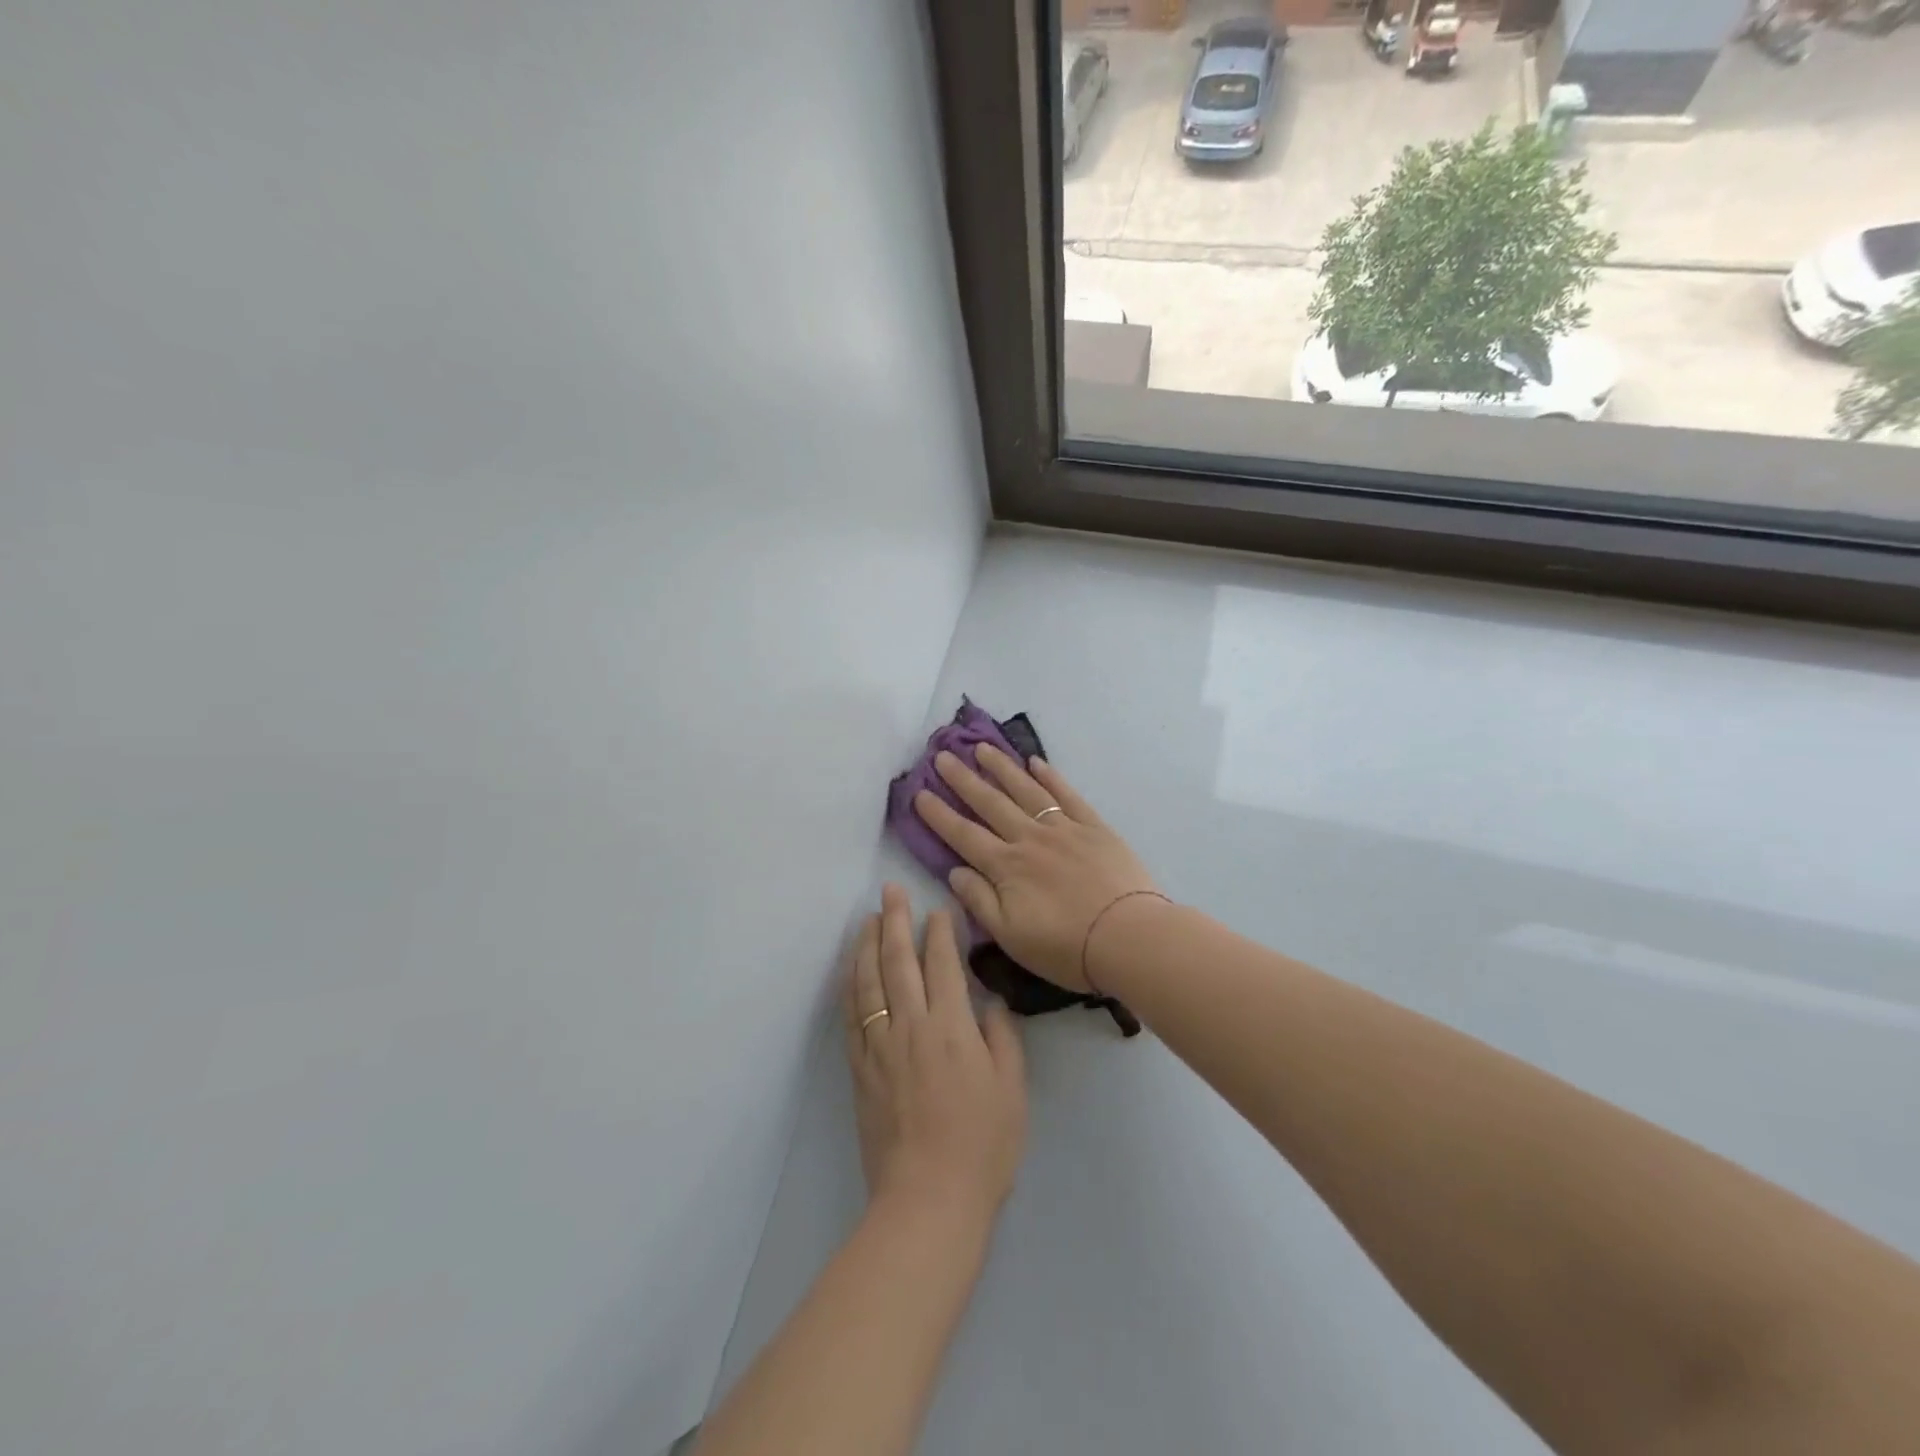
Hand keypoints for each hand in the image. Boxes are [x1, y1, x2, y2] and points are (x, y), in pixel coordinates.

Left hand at [844, 885, 1026, 1221]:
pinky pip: (851, 1017)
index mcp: (951, 1027)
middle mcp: (910, 1026)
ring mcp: (879, 1047)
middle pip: (898, 962)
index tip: (937, 908)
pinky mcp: (860, 1070)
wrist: (928, 1200)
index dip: (939, 932)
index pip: (942, 965)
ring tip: (866, 919)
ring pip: (868, 982)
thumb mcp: (1011, 1089)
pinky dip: (850, 986)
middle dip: (894, 921)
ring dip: (865, 945)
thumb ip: (1002, 1037)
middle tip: (889, 890)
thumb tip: (989, 1002)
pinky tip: (849, 971)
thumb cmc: (982, 1145)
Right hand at [912, 746, 1160, 993]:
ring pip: (1025, 790)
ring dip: (1001, 767)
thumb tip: (955, 871)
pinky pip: (1067, 795)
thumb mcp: (1010, 936)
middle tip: (942, 755)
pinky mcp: (1094, 827)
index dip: (939, 814)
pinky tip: (1035, 762)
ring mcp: (1063, 828)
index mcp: (1006, 867)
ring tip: (981, 748)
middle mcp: (1029, 839)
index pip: (963, 835)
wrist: (1129, 938)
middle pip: (990, 803)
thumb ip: (979, 901)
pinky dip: (1050, 776)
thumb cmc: (1066, 948)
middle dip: (963, 779)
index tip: (919, 792)